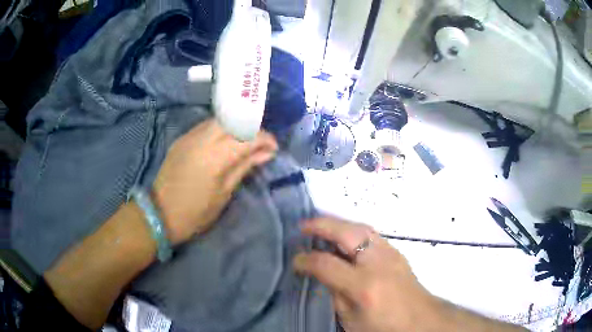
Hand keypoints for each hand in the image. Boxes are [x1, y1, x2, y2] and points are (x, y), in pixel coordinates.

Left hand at [152, 119, 277, 244]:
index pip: (247, 137)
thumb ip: (244, 167)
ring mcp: (189, 137)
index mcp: (215, 157)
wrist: (160, 213)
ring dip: (236, 127)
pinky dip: (220, 129)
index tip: (274, 148)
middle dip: (251, 128)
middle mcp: (202, 139)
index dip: (265, 139)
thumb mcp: (224, 194)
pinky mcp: (181, 139)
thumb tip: (266, 153)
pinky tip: (224, 142)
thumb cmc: (196, 212)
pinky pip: (205, 126)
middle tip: (259, 143)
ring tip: (243, 141)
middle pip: (234, 121)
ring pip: (219, 120)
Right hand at [293, 218, 439, 331]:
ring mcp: (391, 254)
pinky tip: (345, 236)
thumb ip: (335, 294)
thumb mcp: (351, 319)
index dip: (306, 260)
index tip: (295, 260)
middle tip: (303, 226)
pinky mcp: (397, 252)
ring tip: (321, 225)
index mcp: (363, 286)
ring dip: (338, 223)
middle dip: (321, 225)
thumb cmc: (383, 326)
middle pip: (347, 233)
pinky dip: (353, 230)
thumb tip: (323, 273)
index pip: (327, 264)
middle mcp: (378, 263)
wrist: (421, 321)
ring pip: (361, 227)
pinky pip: (371, 234)